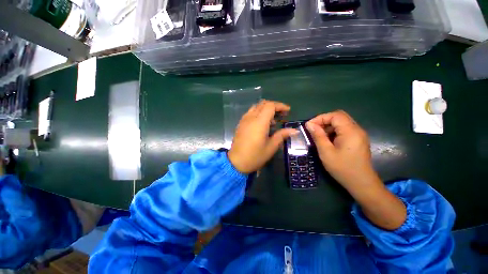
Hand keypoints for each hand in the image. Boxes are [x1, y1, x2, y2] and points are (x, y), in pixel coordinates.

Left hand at [228, 100, 297, 173]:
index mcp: (259, 122)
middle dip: (274, 106)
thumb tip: (295, 130)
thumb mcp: (271, 147)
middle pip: (263, 104)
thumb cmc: (255, 156)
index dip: (280, 106)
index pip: (270, 106)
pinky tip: (262, 124)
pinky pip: (250, 113)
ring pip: (256, 107)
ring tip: (272, 120)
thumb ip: (282, 135)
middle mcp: (250, 118)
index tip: (288, 111)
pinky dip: (258, 113)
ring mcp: (244, 120)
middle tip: (282, 115)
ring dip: (266, 109)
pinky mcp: (240, 124)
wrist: (236, 162)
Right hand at [307, 111, 405, 229]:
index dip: (320, 118)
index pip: (335, 115)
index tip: (309, 126)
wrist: (361, 183)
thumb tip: (309, 124)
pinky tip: (327, 140)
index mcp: (350, 131)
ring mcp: (358, 135)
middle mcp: (357, 129)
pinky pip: (344, 130)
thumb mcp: (326, 152)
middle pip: (339, 117)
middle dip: (324, 121)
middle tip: (313, 130)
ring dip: (328, 126)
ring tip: (318, 136)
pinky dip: (334, 131)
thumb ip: (318, 136)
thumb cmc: (342, 168)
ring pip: (341, 123)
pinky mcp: (358, 140)